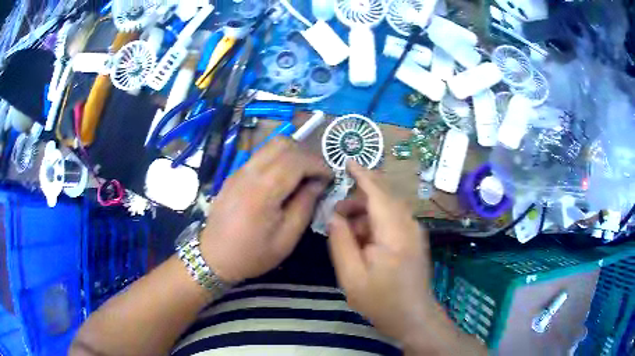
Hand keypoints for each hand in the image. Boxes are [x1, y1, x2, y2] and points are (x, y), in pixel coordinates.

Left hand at [201, 139, 331, 282]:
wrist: (214, 257)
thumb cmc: (252, 254)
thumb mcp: (287, 238)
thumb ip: (305, 205)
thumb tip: (318, 182)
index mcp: (263, 190)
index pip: (296, 160)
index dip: (318, 164)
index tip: (330, 177)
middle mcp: (249, 172)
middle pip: (282, 143)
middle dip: (305, 154)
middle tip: (316, 174)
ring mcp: (238, 171)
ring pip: (270, 145)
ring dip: (291, 154)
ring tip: (301, 176)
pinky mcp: (234, 174)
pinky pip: (260, 156)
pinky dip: (277, 159)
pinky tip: (282, 180)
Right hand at [327, 161, 433, 342]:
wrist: (413, 318)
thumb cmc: (382, 301)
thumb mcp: (351, 275)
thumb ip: (340, 242)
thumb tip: (334, 216)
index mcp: (394, 231)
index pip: (377, 192)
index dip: (362, 174)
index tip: (347, 162)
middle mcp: (409, 225)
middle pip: (383, 197)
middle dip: (357, 199)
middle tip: (336, 215)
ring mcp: (414, 232)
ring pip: (387, 209)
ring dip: (365, 214)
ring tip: (346, 233)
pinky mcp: (414, 240)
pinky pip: (392, 221)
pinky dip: (374, 224)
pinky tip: (362, 242)